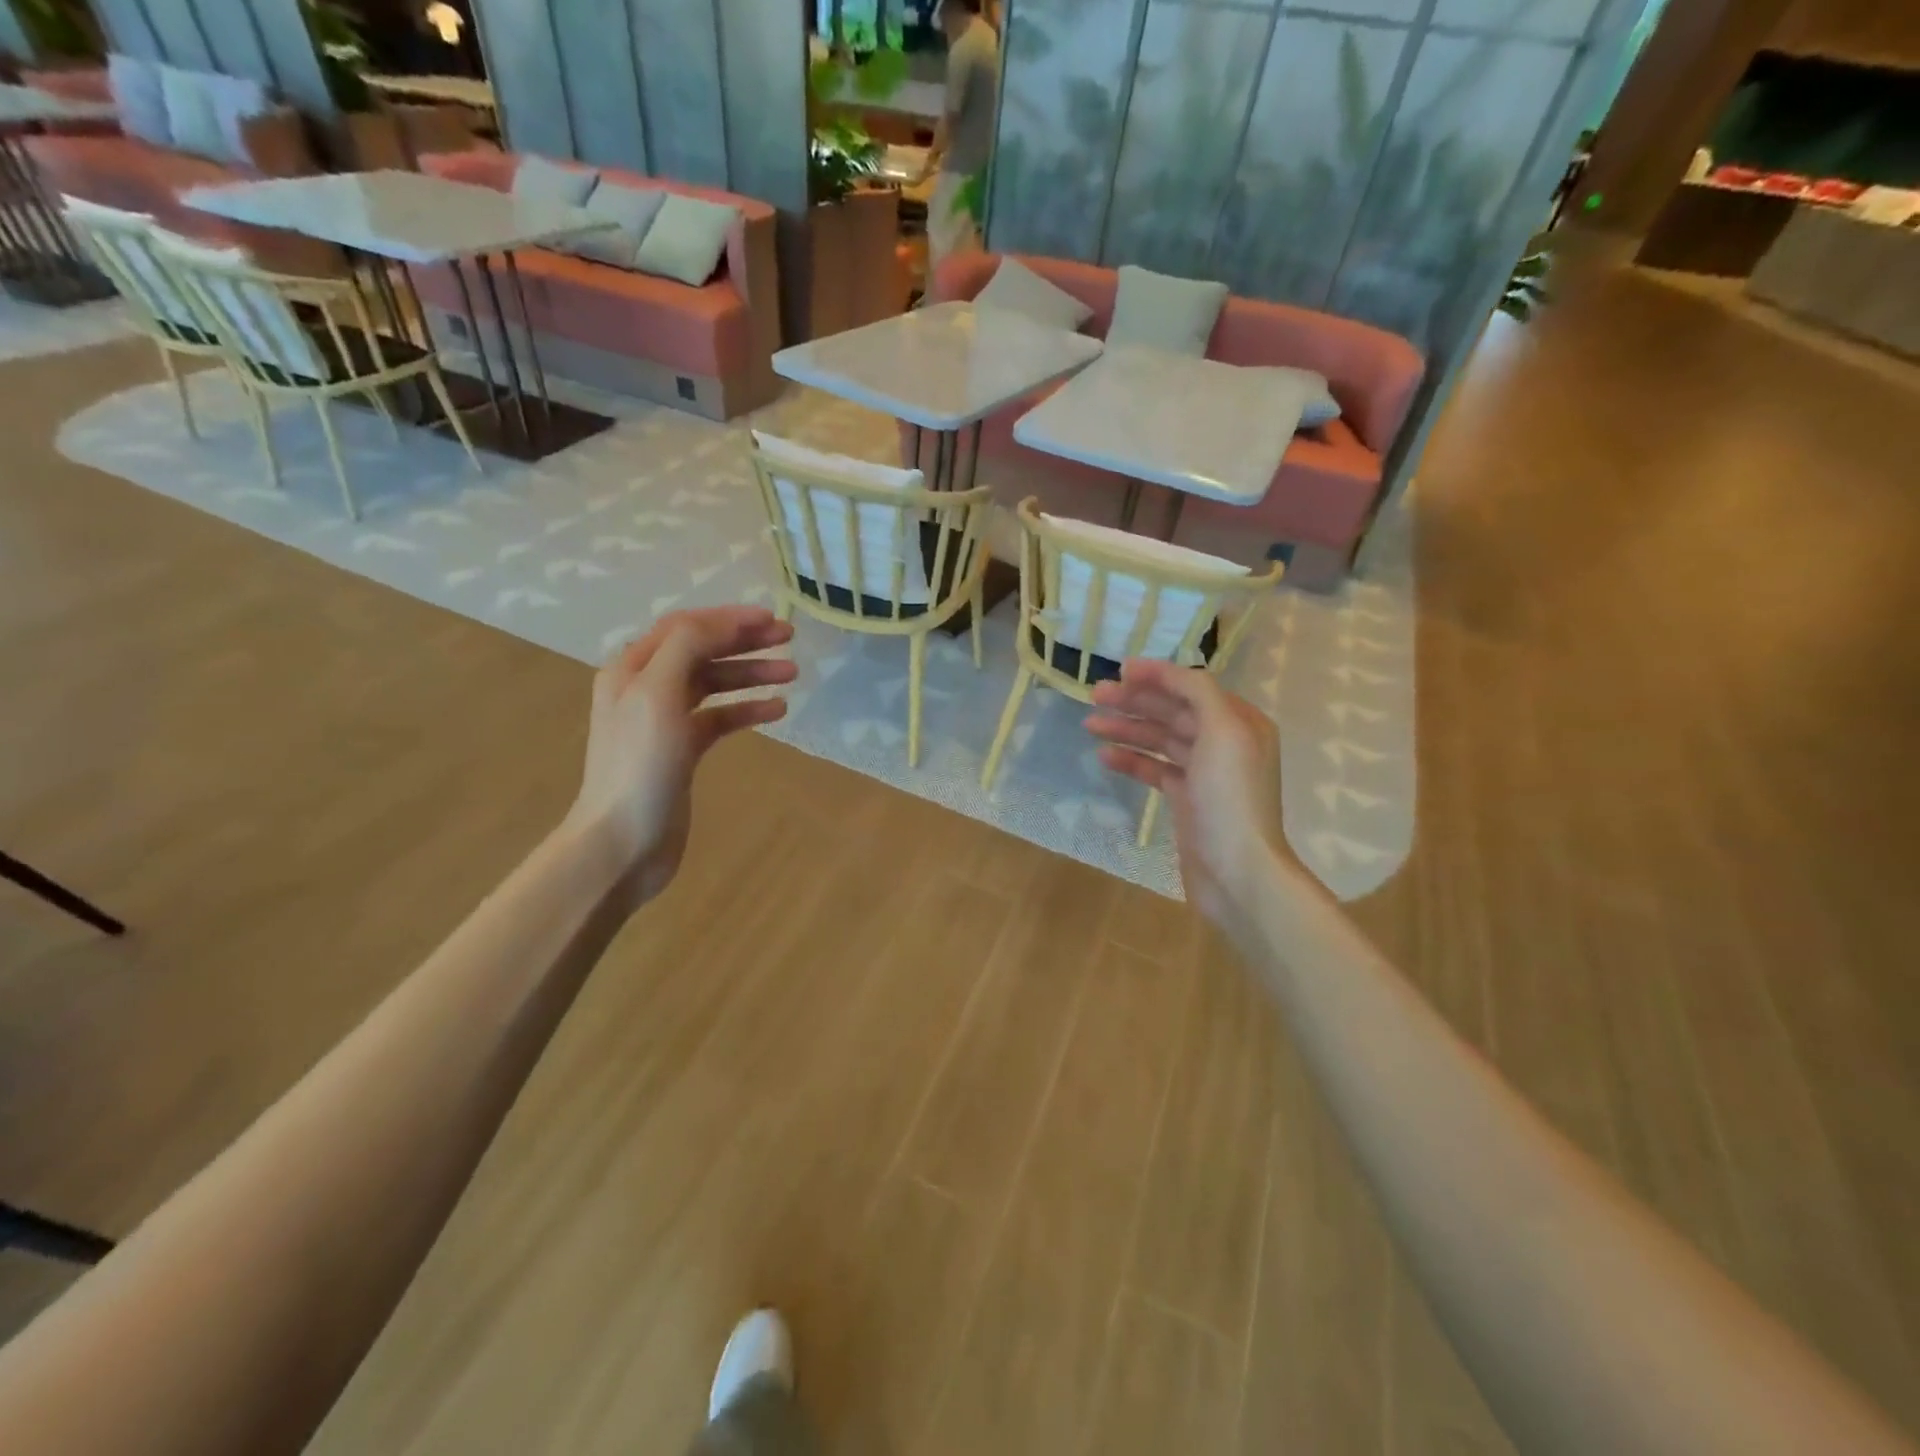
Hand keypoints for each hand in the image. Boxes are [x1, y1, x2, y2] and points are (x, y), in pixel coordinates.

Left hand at [567, 606, 796, 908]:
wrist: (623, 841)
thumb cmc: (639, 766)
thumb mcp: (658, 695)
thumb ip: (686, 648)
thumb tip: (723, 623)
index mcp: (633, 668)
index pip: (685, 626)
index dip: (729, 618)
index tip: (772, 619)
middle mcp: (646, 687)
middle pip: (702, 651)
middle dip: (745, 642)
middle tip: (789, 639)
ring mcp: (665, 721)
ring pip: (714, 684)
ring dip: (751, 675)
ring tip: (792, 676)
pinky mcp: (682, 751)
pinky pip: (719, 718)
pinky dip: (747, 711)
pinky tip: (776, 711)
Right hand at [1085, 661, 1288, 931]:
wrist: (1237, 872)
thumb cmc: (1231, 798)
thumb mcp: (1223, 732)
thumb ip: (1197, 693)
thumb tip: (1167, 674)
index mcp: (1240, 722)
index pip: (1193, 687)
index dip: (1157, 676)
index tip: (1120, 671)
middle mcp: (1225, 743)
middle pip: (1174, 711)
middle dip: (1135, 701)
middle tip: (1093, 695)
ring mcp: (1205, 773)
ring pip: (1161, 740)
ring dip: (1127, 729)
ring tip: (1090, 724)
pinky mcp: (1187, 800)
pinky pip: (1155, 770)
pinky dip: (1131, 760)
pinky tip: (1105, 756)